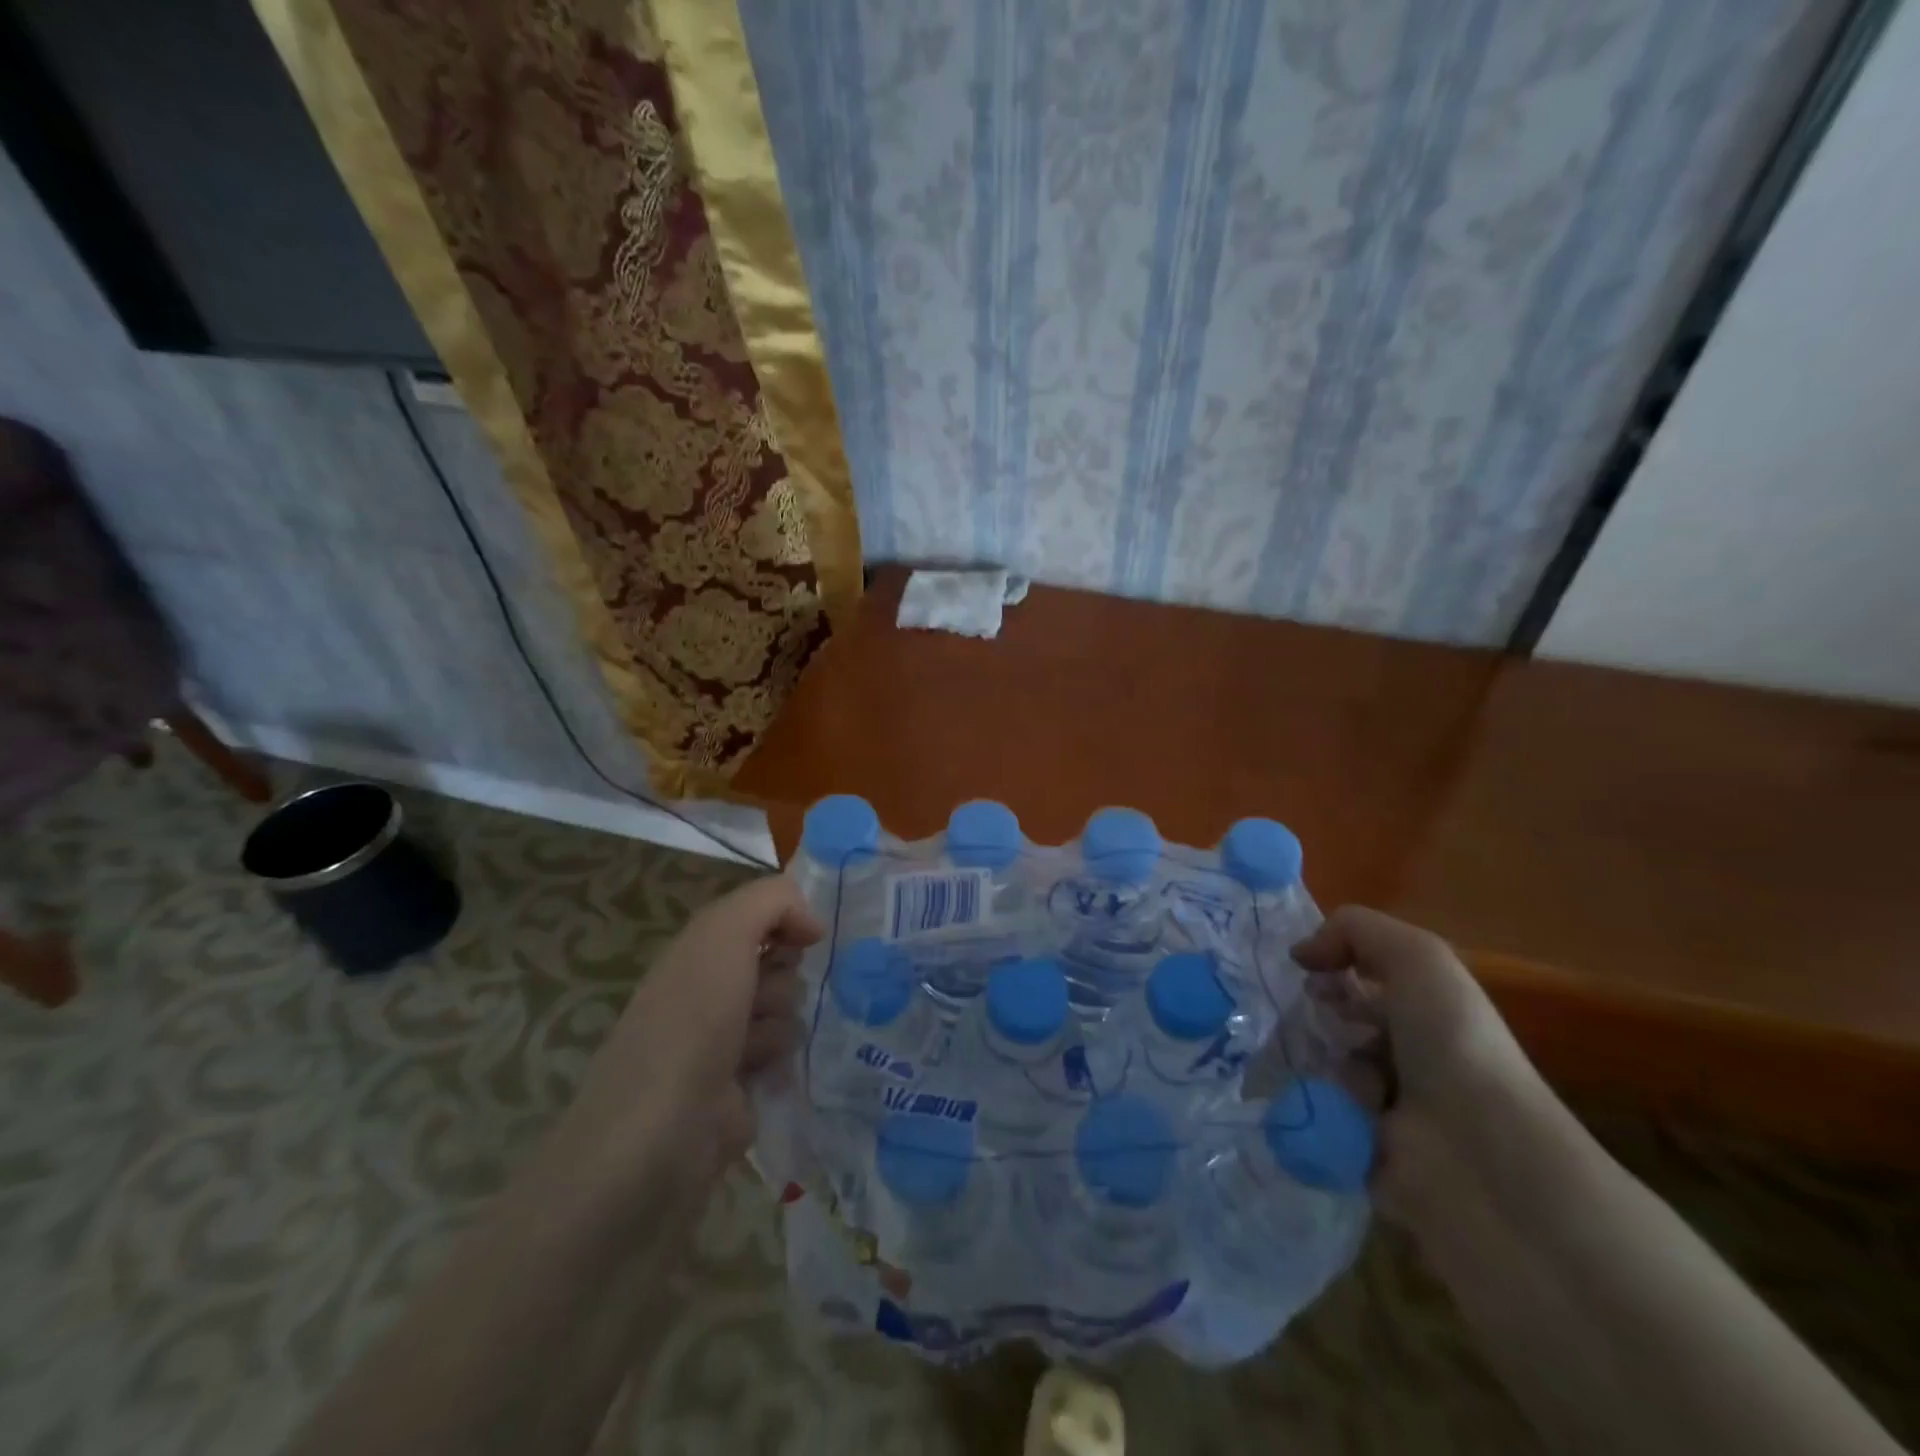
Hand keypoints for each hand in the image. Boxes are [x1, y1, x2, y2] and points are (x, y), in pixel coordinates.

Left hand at [546, 876, 822, 1221]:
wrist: (660, 1136)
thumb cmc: (690, 1022)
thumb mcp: (723, 935)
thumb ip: (769, 902)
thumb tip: (812, 923)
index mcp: (699, 950)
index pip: (762, 916)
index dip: (788, 921)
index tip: (807, 939)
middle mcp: (711, 989)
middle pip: (782, 963)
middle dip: (783, 978)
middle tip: (760, 1001)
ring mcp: (725, 1040)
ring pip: (788, 1009)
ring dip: (779, 1024)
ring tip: (753, 1050)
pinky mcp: (741, 1086)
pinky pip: (784, 1054)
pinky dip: (779, 1061)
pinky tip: (763, 1077)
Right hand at [1291, 906, 1550, 1221]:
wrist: (1478, 1154)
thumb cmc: (1453, 1044)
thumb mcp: (1418, 958)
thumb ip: (1355, 930)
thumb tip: (1301, 953)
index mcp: (1426, 1013)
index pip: (1361, 980)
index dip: (1331, 968)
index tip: (1307, 971)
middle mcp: (1408, 1056)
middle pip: (1335, 1022)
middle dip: (1314, 1017)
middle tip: (1307, 1020)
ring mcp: (1385, 1108)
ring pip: (1320, 1067)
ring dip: (1316, 1064)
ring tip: (1320, 1068)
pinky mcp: (1360, 1151)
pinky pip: (1315, 1115)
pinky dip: (1311, 1107)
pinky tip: (1321, 1106)